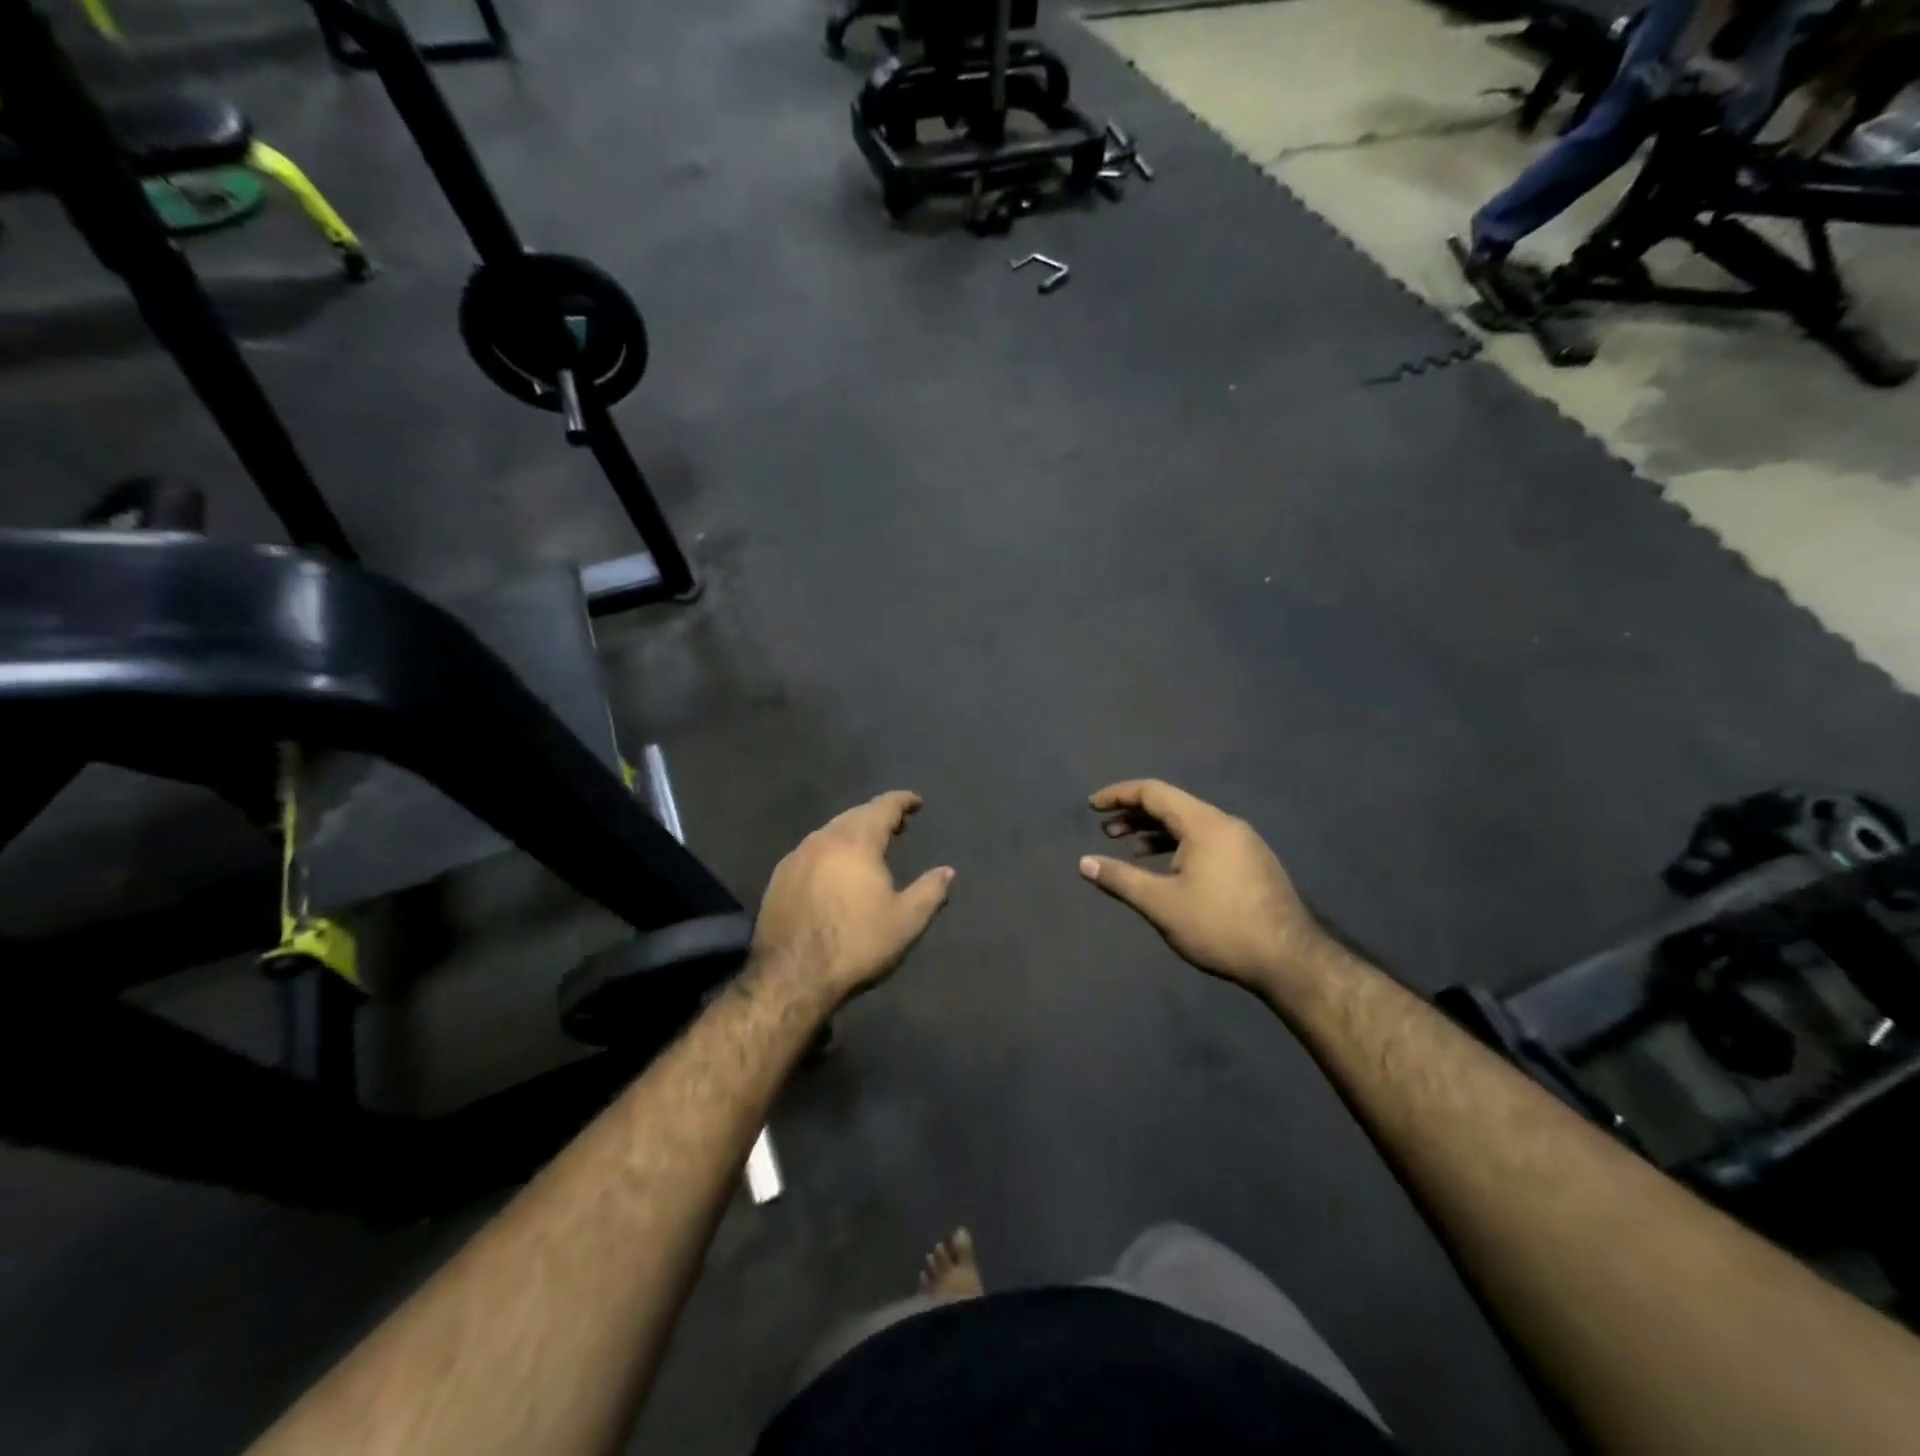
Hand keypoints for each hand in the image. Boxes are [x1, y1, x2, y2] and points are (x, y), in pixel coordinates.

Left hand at [752, 791, 954, 1004]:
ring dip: (852, 832)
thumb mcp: (905, 921)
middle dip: (878, 815)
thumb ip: (930, 891)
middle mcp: (823, 839)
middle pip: (854, 815)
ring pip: (830, 832)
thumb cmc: (855, 944)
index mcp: (856, 842)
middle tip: (897, 825)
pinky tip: (834, 870)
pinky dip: (830, 851)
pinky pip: (811, 851)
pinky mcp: (779, 878)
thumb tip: (947, 871)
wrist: (790, 976)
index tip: (916, 802)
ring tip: (869, 846)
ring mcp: (796, 857)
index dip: (902, 801)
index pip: (883, 807)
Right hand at [1079, 779, 1328, 992]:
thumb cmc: (1219, 926)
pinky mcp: (1252, 863)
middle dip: (1135, 815)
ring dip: (1156, 832)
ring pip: (1190, 825)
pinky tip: (1167, 870)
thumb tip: (1084, 863)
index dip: (1118, 795)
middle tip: (1106, 832)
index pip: (1153, 792)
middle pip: (1172, 806)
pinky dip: (1178, 846)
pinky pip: (1206, 841)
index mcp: (1204, 824)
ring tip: (1130, 850)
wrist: (1290, 960)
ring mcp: (1243, 843)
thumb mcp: (1161, 904)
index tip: (1092, 806)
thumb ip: (1120, 879)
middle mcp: (1225, 824)